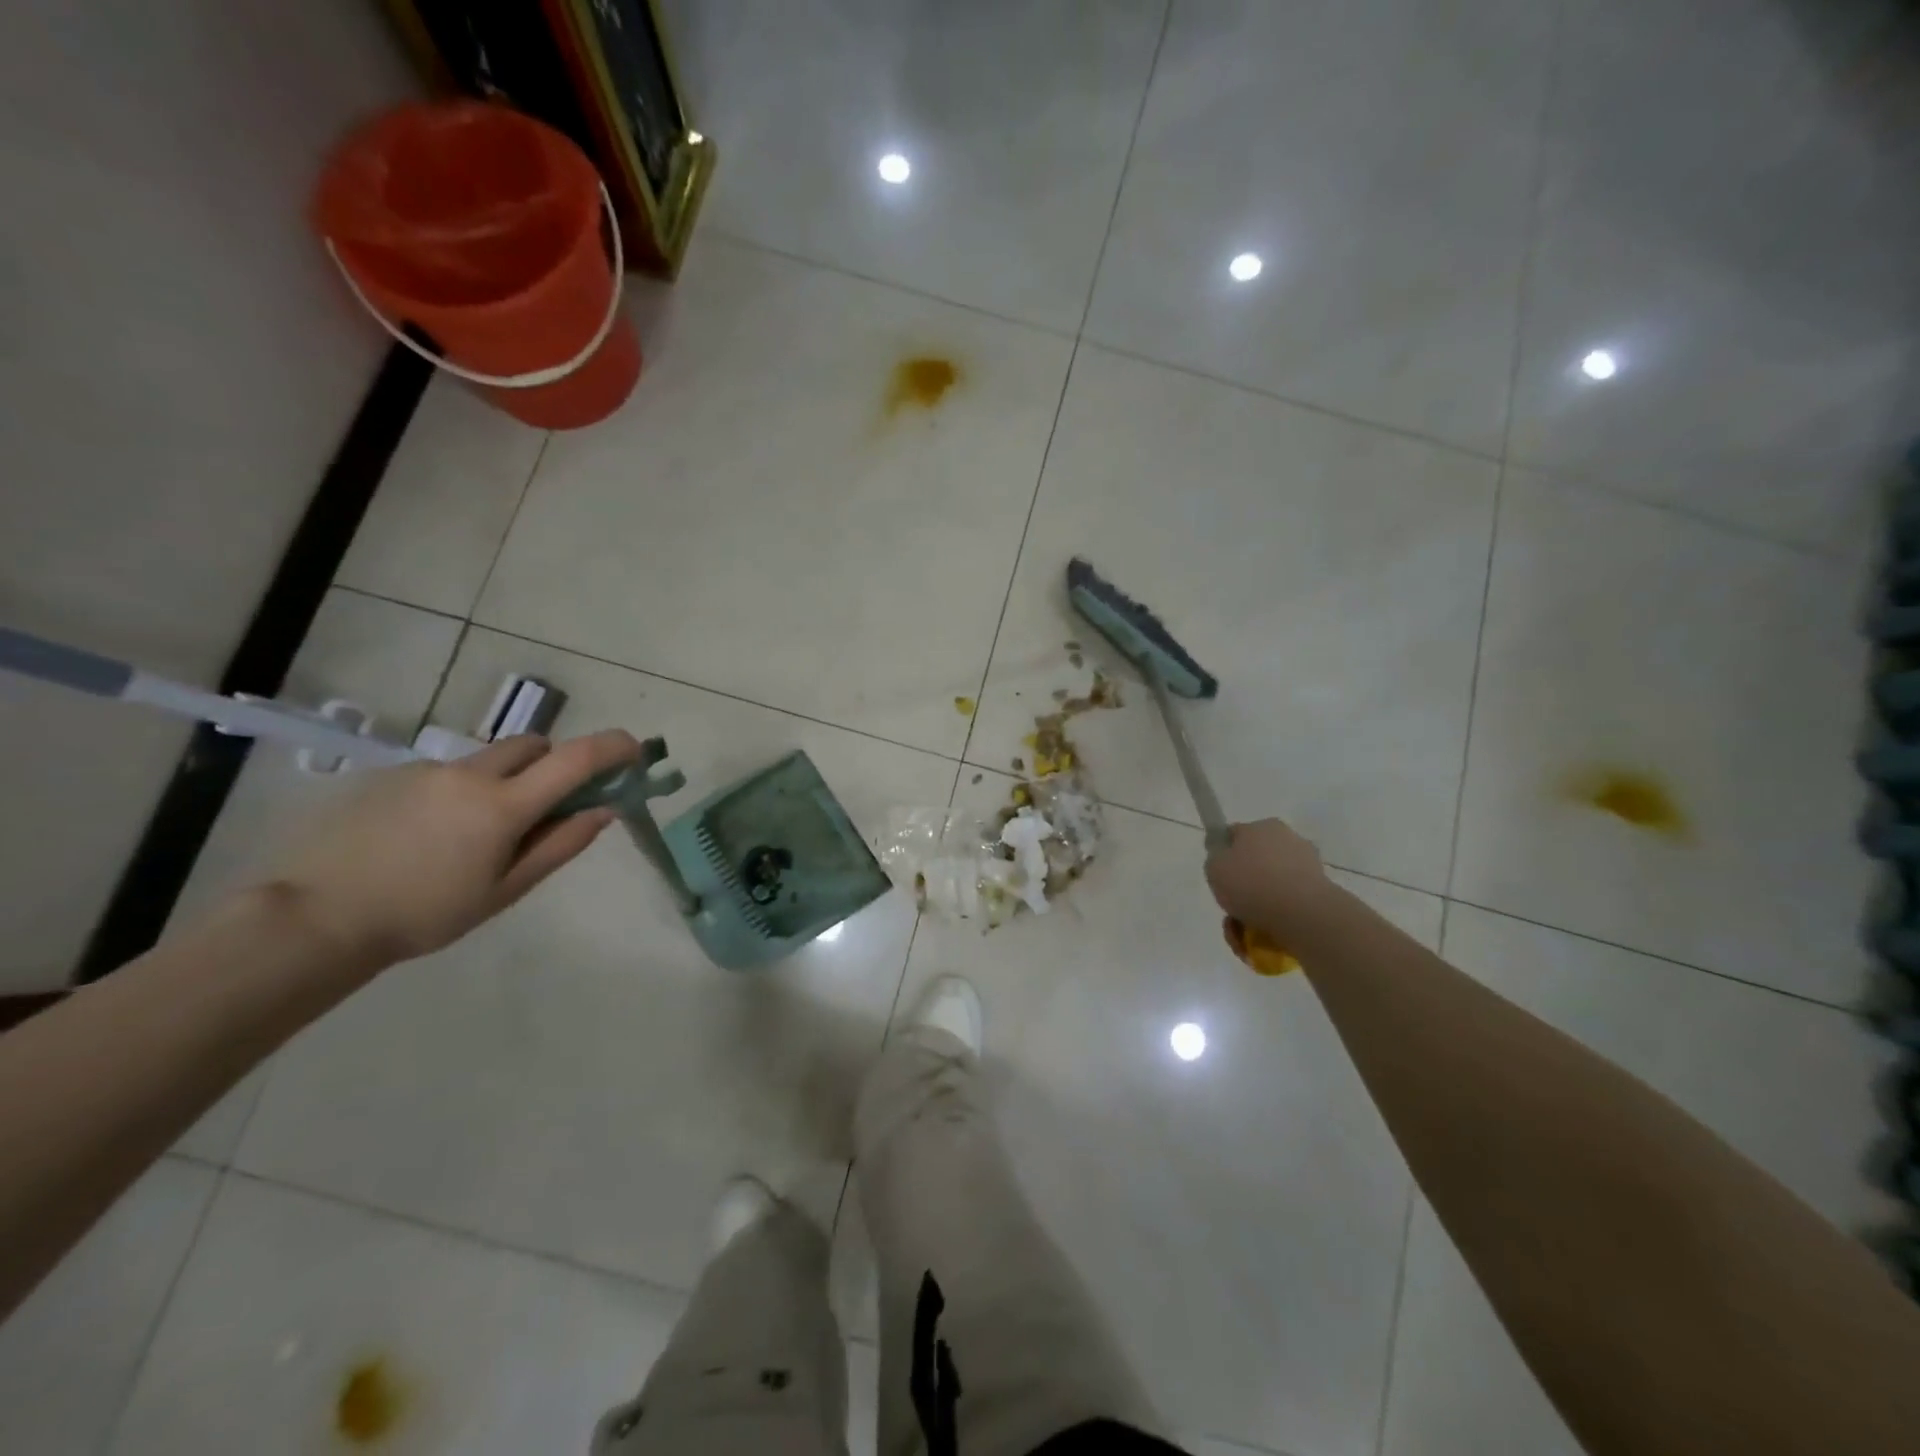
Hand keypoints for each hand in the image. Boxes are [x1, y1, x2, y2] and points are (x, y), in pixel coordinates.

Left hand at [257, 731, 642, 970]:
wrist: (314, 918)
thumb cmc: (425, 914)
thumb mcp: (505, 891)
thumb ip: (560, 845)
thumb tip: (604, 810)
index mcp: (503, 805)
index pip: (574, 759)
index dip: (612, 748)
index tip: (634, 751)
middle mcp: (469, 774)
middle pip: (532, 745)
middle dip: (552, 764)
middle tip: (545, 806)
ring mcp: (426, 771)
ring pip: (487, 760)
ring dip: (504, 781)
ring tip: (474, 835)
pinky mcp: (390, 776)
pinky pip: (446, 773)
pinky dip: (461, 792)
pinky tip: (429, 836)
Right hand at [1204, 818, 1330, 939]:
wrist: (1302, 915)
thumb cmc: (1252, 884)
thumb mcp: (1214, 868)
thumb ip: (1216, 860)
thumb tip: (1225, 860)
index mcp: (1262, 826)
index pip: (1236, 835)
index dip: (1223, 854)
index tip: (1218, 876)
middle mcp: (1288, 840)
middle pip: (1255, 864)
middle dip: (1242, 888)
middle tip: (1230, 909)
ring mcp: (1308, 867)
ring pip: (1271, 889)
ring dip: (1255, 910)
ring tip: (1243, 934)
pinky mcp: (1320, 893)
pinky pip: (1288, 905)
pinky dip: (1275, 920)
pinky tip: (1263, 937)